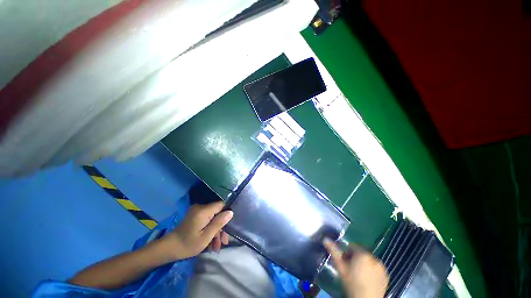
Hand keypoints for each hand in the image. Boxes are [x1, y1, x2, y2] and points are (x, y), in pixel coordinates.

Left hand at [162, 202, 232, 259]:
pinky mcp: (196, 215)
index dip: (227, 213)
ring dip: (216, 231)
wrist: (169, 248)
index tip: (229, 226)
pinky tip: (212, 242)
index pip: (221, 204)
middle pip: (218, 212)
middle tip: (223, 242)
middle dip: (221, 227)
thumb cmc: (187, 244)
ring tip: (217, 247)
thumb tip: (231, 212)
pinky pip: (208, 219)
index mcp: (203, 211)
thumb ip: (219, 223)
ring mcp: (197, 210)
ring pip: (213, 217)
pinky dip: (210, 228)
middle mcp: (201, 207)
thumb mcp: (205, 237)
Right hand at [324, 239, 388, 297]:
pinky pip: (376, 268)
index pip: (352, 247)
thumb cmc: (351, 284)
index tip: (345, 264)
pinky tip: (367, 280)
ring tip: (359, 276)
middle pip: (361, 254)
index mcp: (363, 254)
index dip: (346, 254)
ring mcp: (382, 267)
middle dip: (355, 259)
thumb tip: (325, 239)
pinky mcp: (386, 275)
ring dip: (363, 264)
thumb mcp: (341, 268)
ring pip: (369, 261)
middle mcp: (374, 258)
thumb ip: (334, 252)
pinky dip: (371, 271)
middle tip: (350, 270)